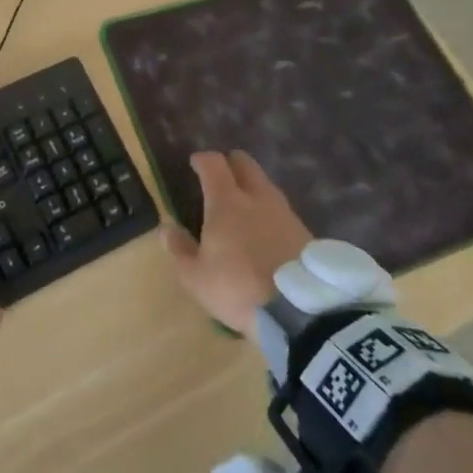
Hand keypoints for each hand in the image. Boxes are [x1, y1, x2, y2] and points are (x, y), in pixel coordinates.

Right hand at [161, 150, 312, 337]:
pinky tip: (266, 230)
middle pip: (245, 163)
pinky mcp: (305, 231)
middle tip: (221, 178)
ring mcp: (284, 212)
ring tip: (244, 206)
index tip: (195, 164)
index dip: (202, 159)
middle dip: (231, 164)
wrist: (300, 312)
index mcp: (226, 201)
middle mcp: (257, 197)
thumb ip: (180, 250)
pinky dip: (270, 211)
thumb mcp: (196, 278)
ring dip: (253, 187)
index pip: (213, 163)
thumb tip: (167, 228)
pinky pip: (282, 210)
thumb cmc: (238, 288)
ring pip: (266, 184)